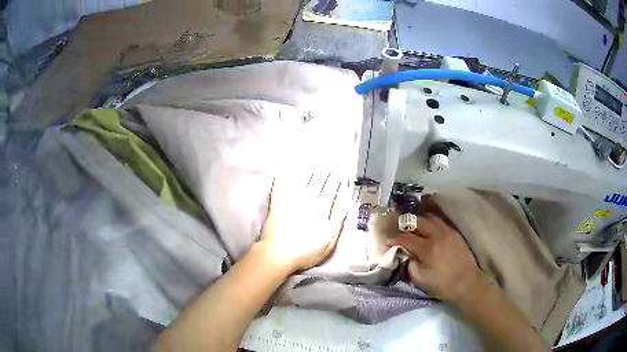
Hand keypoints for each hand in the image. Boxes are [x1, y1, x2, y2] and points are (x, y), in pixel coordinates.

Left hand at [259, 170, 348, 272]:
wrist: (278, 254)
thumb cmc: (306, 251)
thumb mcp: (329, 241)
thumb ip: (338, 220)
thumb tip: (345, 203)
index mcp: (320, 211)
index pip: (330, 192)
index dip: (334, 181)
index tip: (338, 172)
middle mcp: (306, 202)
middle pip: (316, 184)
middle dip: (323, 172)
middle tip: (327, 163)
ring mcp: (290, 202)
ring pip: (301, 181)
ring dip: (307, 171)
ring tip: (311, 162)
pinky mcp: (277, 205)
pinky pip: (282, 187)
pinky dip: (285, 177)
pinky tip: (286, 170)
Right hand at [387, 213, 484, 302]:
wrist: (467, 283)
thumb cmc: (442, 285)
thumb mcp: (420, 279)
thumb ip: (410, 265)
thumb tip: (406, 254)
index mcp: (427, 248)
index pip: (406, 237)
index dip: (395, 238)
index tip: (388, 241)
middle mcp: (437, 235)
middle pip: (418, 221)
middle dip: (406, 224)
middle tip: (400, 229)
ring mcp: (448, 232)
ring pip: (430, 218)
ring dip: (420, 220)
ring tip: (414, 225)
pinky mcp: (455, 233)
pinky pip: (440, 222)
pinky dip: (431, 222)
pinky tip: (428, 228)